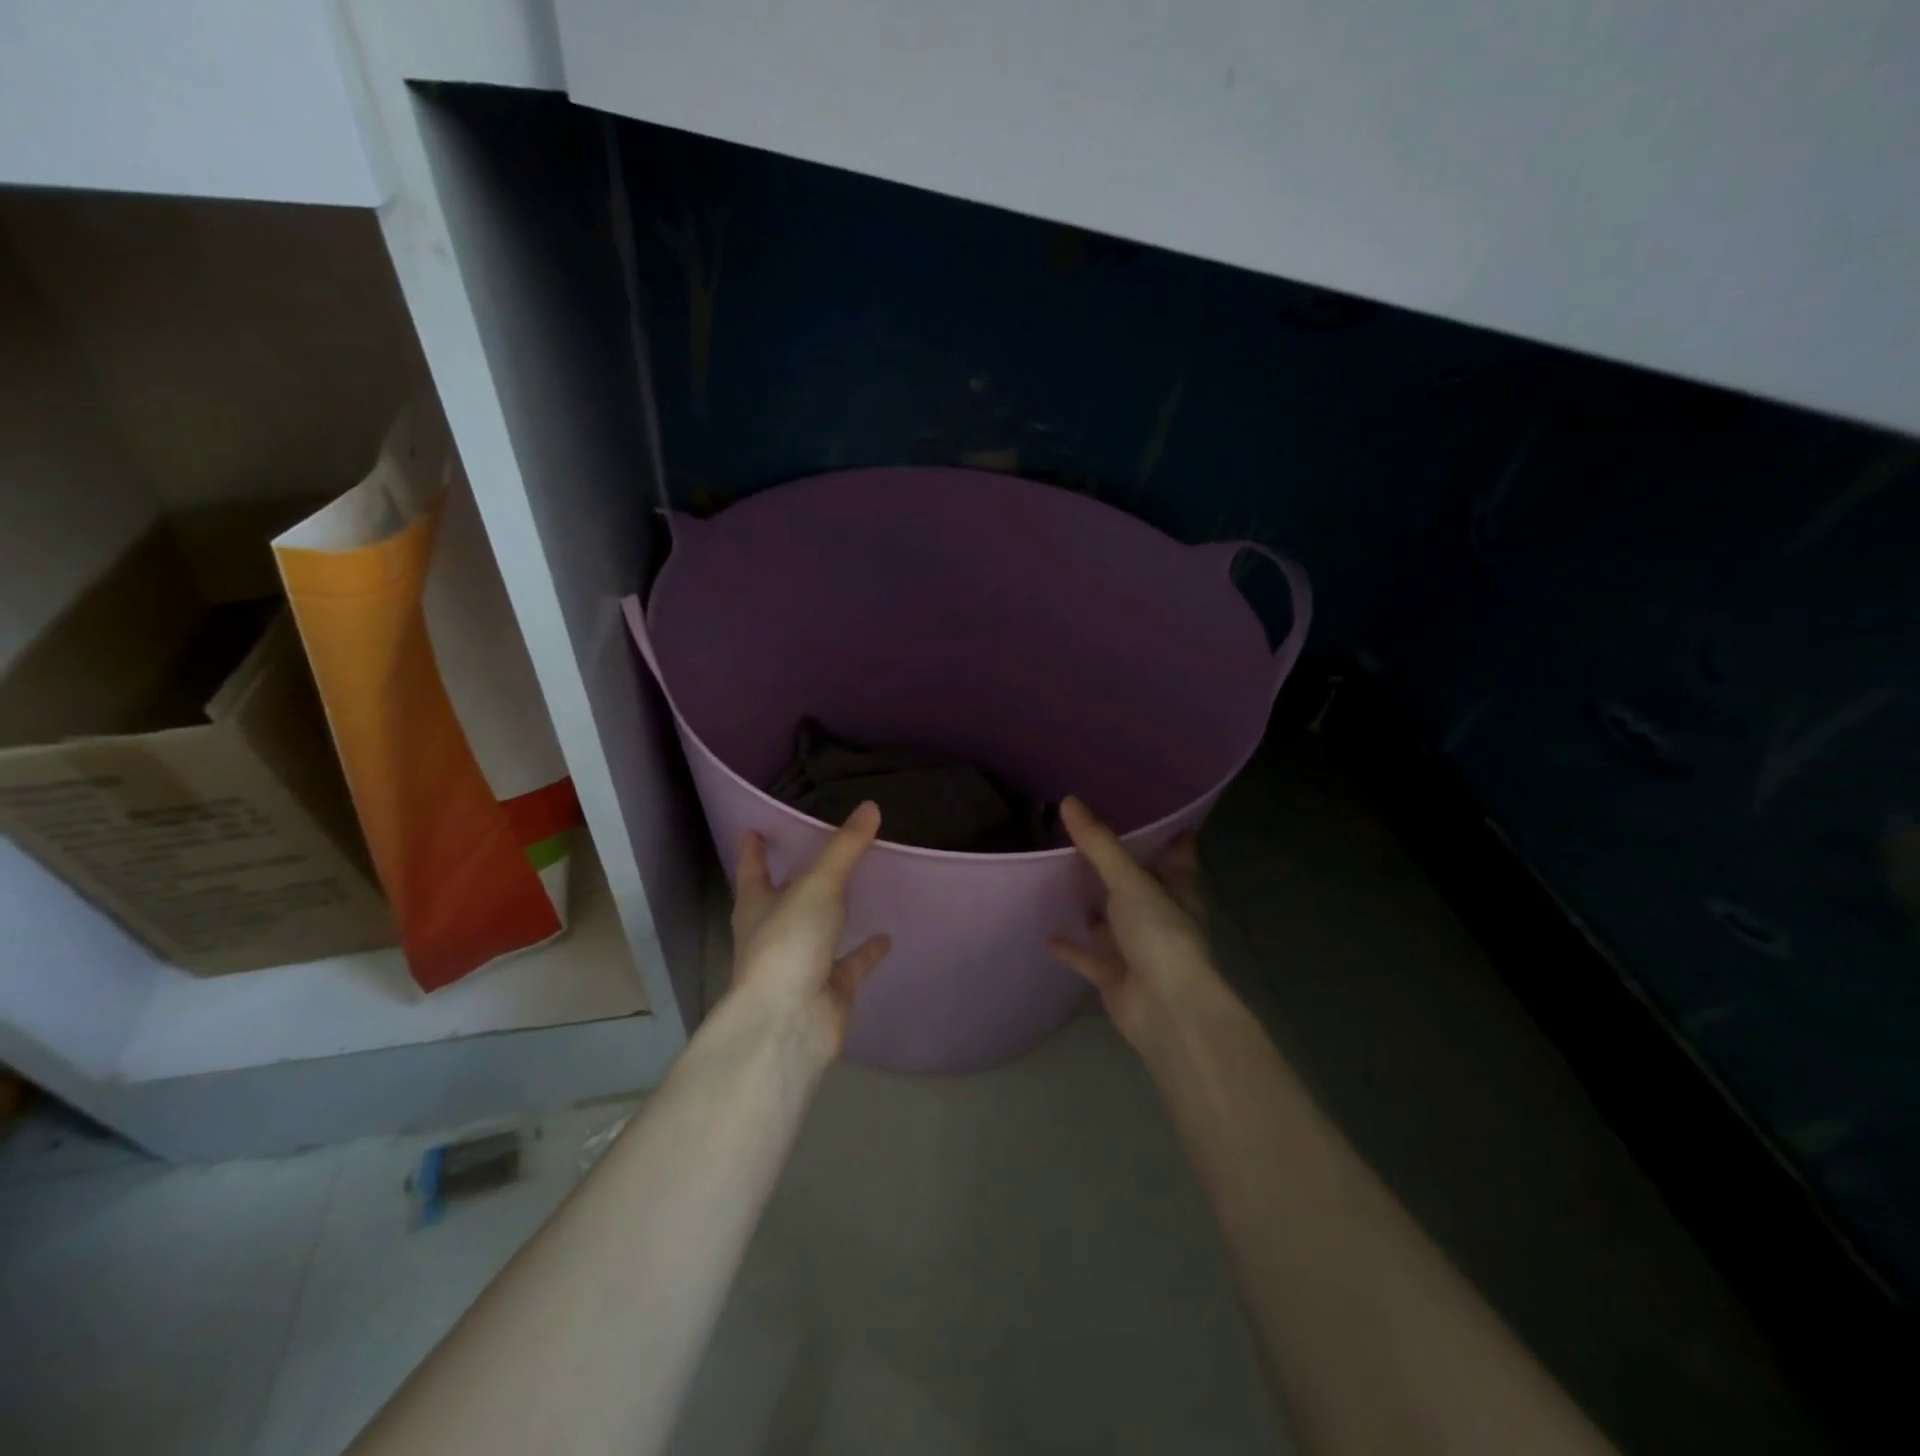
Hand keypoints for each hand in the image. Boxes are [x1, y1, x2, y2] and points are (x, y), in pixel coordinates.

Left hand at [730, 801, 891, 1058]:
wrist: (789, 1023)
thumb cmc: (788, 944)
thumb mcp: (817, 886)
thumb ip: (845, 848)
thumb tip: (871, 806)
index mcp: (757, 906)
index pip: (753, 869)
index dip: (754, 850)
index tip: (756, 830)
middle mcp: (774, 932)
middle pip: (784, 899)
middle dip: (797, 879)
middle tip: (821, 852)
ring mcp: (801, 962)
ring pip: (819, 930)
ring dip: (834, 913)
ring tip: (860, 888)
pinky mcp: (829, 988)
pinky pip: (851, 963)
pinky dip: (866, 951)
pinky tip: (887, 936)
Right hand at [1050, 796, 1218, 1053]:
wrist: (1165, 1010)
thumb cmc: (1160, 936)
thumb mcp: (1130, 882)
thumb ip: (1099, 845)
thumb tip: (1068, 801)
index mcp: (1178, 891)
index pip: (1178, 855)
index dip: (1166, 834)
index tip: (1147, 809)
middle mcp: (1161, 917)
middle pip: (1140, 887)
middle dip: (1118, 868)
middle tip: (1084, 838)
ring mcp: (1139, 949)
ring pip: (1113, 922)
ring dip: (1094, 908)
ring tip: (1062, 879)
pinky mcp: (1116, 977)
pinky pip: (1089, 958)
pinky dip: (1072, 948)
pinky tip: (1048, 934)